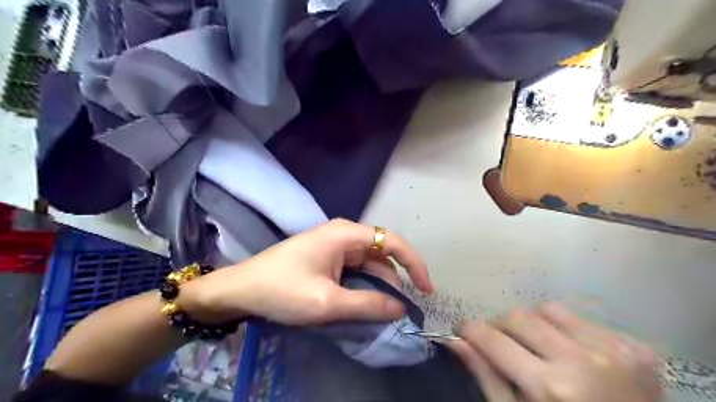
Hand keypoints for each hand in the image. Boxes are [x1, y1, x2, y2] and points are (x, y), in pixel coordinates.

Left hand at [182, 220, 432, 326]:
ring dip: (378, 287)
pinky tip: (363, 304)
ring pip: (369, 265)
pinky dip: (363, 287)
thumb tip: (401, 309)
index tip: (426, 290)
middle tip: (399, 312)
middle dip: (394, 282)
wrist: (241, 289)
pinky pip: (355, 270)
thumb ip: (368, 304)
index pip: (393, 242)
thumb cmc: (282, 290)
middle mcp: (344, 234)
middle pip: (382, 255)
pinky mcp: (327, 257)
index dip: (414, 264)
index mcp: (347, 234)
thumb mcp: (328, 301)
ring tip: (381, 313)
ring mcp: (335, 245)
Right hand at [446, 304, 659, 401]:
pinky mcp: (636, 348)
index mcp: (550, 388)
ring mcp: (614, 351)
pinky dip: (564, 329)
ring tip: (539, 348)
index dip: (469, 330)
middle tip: (500, 343)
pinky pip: (579, 318)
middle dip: (499, 326)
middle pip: (517, 317)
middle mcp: (582, 362)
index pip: (492, 339)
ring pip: (547, 310)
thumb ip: (486, 375)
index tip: (462, 330)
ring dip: (533, 324)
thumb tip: (454, 340)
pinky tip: (571, 353)